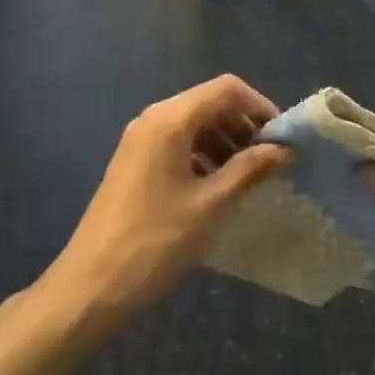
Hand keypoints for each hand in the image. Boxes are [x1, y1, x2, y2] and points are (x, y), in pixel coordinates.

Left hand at [42, 76, 288, 324]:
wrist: (90, 285)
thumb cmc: (156, 242)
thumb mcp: (211, 205)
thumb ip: (249, 169)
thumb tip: (284, 149)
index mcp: (171, 119)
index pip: (226, 89)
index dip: (259, 106)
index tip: (282, 137)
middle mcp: (153, 118)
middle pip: (209, 102)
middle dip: (243, 124)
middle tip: (270, 159)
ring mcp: (140, 139)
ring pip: (193, 123)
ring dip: (225, 140)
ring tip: (249, 176)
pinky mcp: (134, 161)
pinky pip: (177, 142)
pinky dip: (203, 153)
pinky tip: (217, 186)